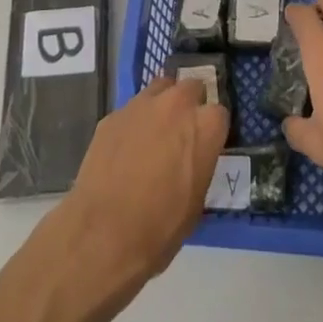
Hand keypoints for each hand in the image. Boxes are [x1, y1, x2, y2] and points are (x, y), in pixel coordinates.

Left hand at [61, 74, 227, 280]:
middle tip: (182, 131)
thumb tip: (194, 157)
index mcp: (205, 127)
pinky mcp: (113, 115)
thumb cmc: (160, 227)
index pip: (219, 113)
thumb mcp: (196, 201)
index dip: (211, 129)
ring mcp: (142, 105)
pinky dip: (134, 122)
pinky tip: (125, 147)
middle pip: (190, 87)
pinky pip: (131, 110)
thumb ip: (200, 163)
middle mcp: (176, 105)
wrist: (103, 234)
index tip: (206, 143)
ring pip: (159, 88)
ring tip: (154, 131)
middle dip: (190, 104)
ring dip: (162, 103)